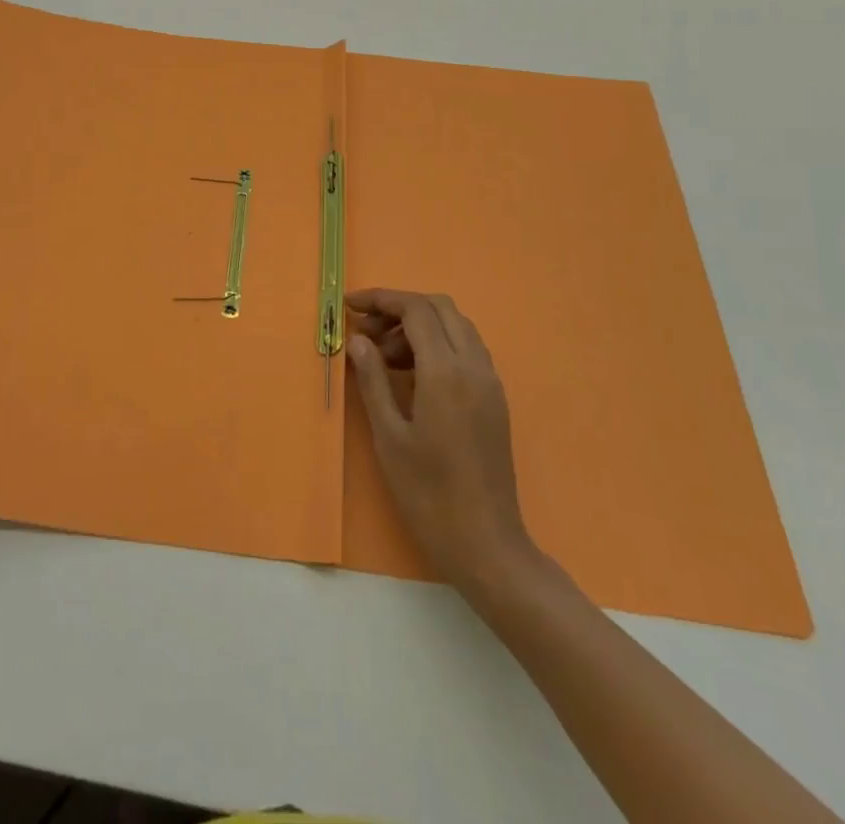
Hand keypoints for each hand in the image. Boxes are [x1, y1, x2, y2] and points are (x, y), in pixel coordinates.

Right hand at [347, 289, 540, 591]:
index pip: (415, 310)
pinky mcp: (495, 399)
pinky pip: (467, 350)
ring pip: (456, 326)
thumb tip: (359, 340)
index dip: (381, 299)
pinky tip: (412, 374)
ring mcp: (490, 382)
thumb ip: (373, 379)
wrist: (485, 544)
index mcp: (446, 371)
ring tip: (383, 357)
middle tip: (365, 332)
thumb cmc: (427, 493)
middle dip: (399, 308)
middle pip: (439, 308)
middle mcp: (474, 366)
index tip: (349, 306)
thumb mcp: (389, 436)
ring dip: (419, 326)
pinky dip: (438, 344)